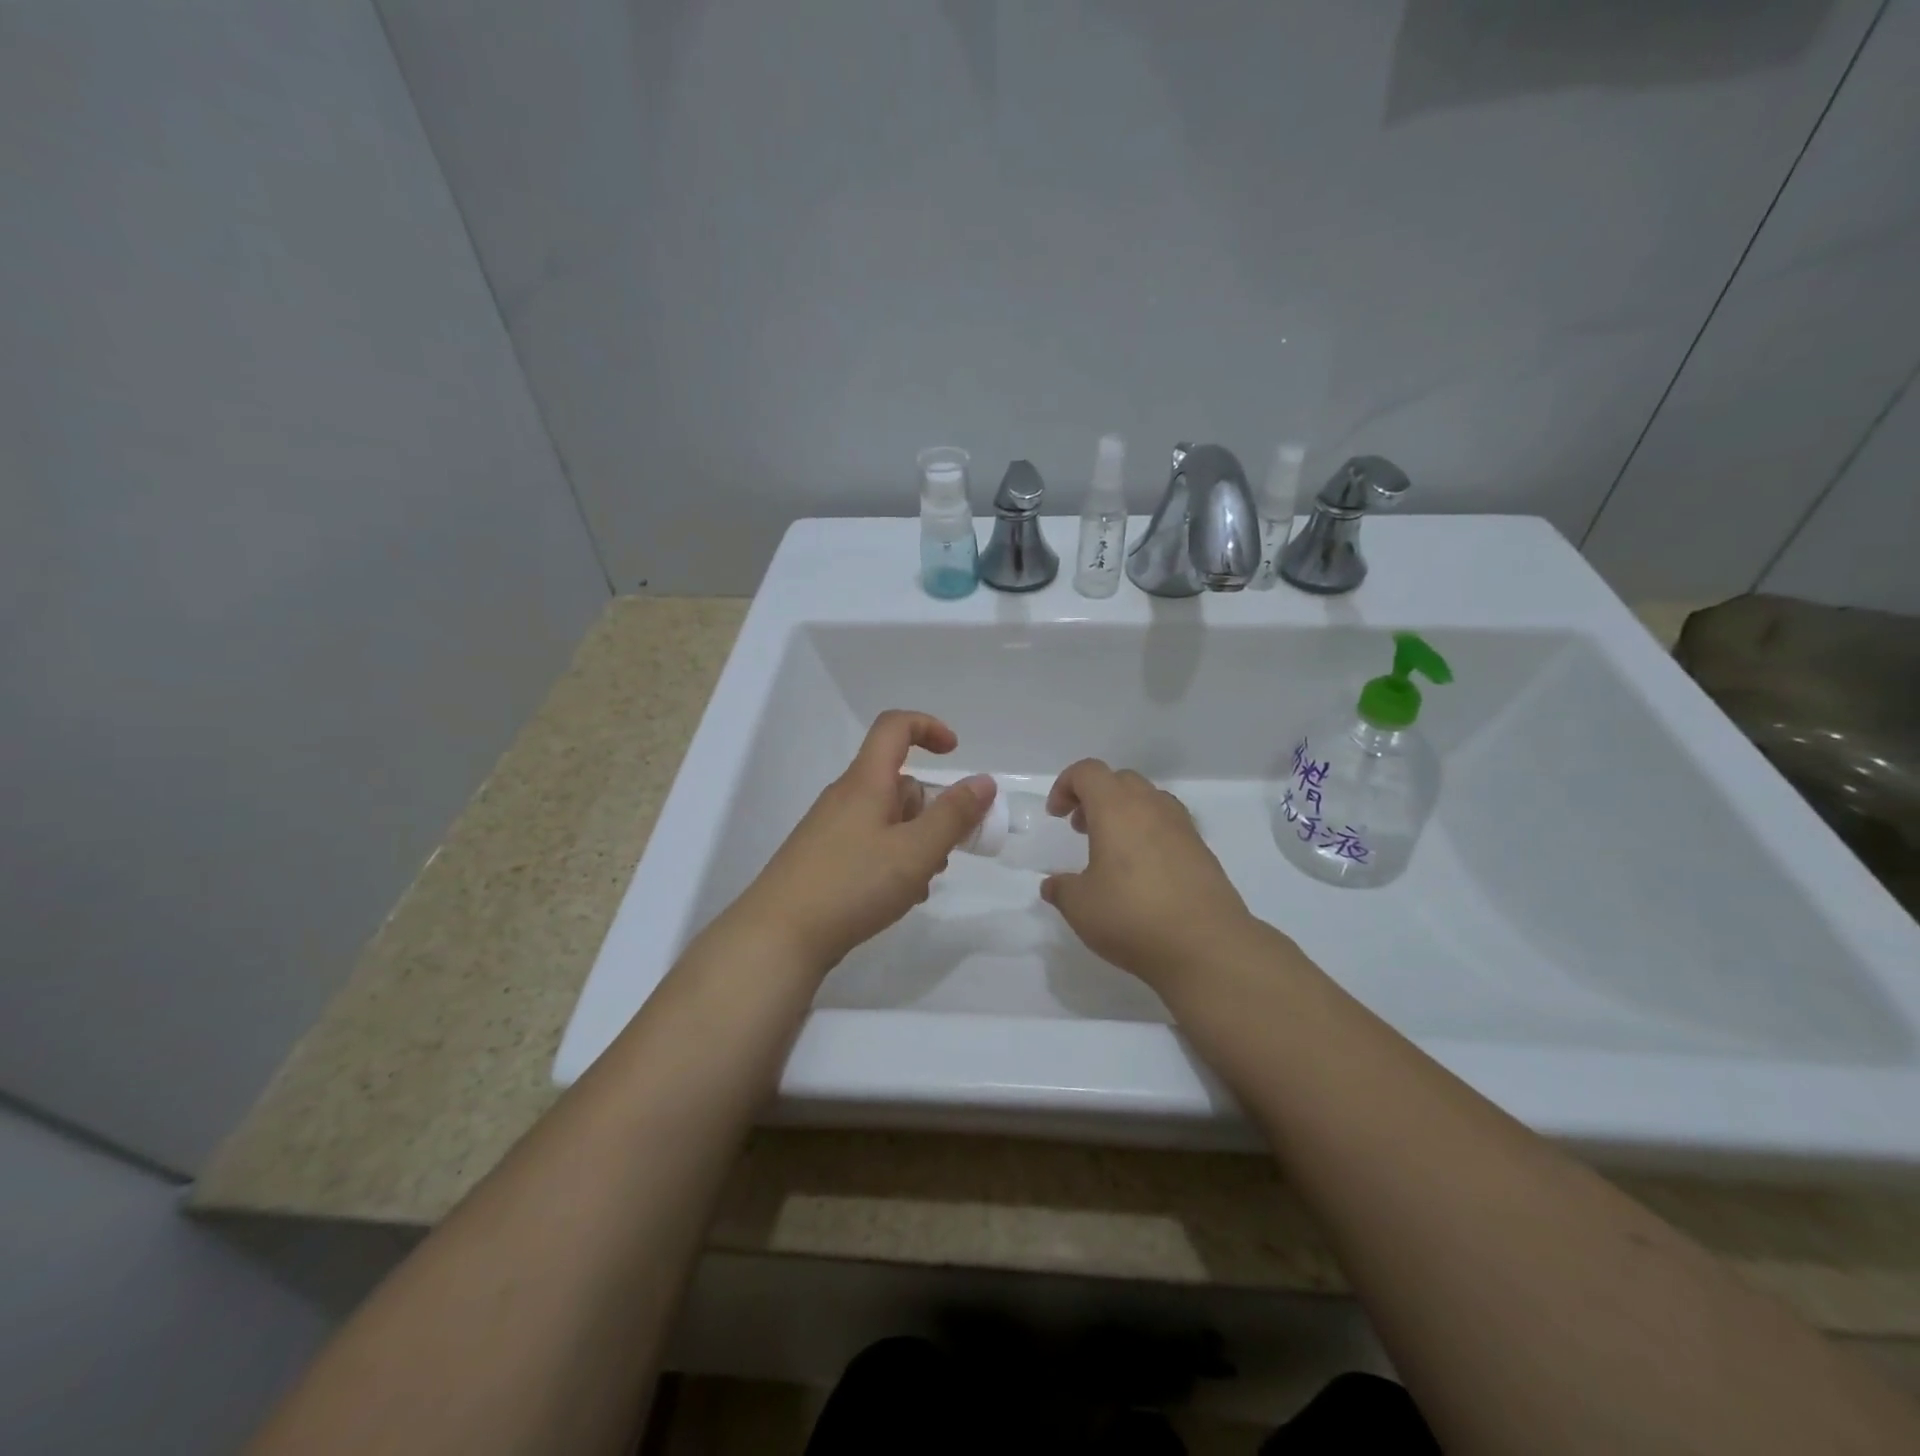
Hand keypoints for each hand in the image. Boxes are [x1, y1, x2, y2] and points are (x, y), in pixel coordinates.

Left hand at [733, 710, 995, 972]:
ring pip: (887, 819)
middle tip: (947, 850)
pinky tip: (898, 897)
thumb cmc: (852, 885)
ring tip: (921, 883)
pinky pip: (870, 845)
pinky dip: (893, 860)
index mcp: (865, 782)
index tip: (955, 754)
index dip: (929, 728)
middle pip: (898, 782)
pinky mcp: (823, 859)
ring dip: (915, 841)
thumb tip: (983, 781)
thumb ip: (953, 815)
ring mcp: (830, 829)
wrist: (778, 936)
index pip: (895, 728)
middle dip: (931, 810)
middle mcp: (845, 797)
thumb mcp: (915, 851)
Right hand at [1040, 759, 1258, 993]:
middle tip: (1081, 828)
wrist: (1206, 946)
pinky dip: (1149, 833)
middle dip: (1095, 797)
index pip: (1088, 772)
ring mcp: (1182, 827)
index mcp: (1116, 809)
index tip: (1057, 816)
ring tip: (1112, 849)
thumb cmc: (1132, 917)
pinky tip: (1143, 872)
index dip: (1066, 785)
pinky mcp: (1202, 851)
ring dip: (1124, 812)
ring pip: (1149, 800)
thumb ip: (1062, 889)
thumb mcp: (1080, 907)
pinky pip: (1169, 825)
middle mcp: (1151, 807)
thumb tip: (1053, 885)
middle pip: (1120, 780)